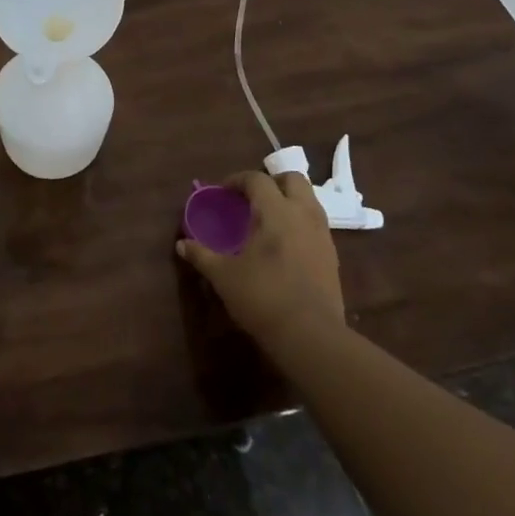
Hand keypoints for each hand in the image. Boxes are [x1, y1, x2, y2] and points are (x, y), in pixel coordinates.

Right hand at [177, 170, 345, 345]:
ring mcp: (322, 235)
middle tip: (251, 199)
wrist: (311, 336)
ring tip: (267, 220)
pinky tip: (284, 245)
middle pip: (293, 179)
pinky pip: (315, 224)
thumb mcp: (224, 276)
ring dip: (288, 200)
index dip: (237, 180)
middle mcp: (303, 215)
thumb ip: (202, 255)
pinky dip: (299, 222)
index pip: (257, 179)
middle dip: (271, 182)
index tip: (222, 192)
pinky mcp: (332, 255)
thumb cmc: (263, 297)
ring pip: (309, 200)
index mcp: (275, 212)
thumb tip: (182, 244)